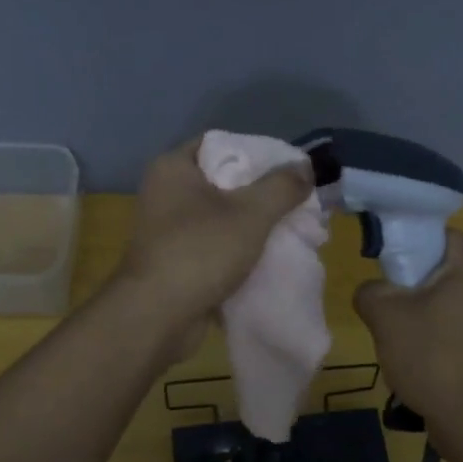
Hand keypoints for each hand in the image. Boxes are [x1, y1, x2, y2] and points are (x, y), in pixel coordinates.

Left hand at [115, 142, 312, 333]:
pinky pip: (214, 247)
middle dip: (261, 194)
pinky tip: (269, 258)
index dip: (256, 152)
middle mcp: (165, 193)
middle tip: (296, 202)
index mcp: (173, 168)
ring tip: (289, 230)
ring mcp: (167, 230)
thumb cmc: (200, 251)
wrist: (156, 318)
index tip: (288, 168)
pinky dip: (238, 252)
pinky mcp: (174, 262)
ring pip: (221, 218)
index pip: (221, 143)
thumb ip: (281, 186)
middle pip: (223, 182)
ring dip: (252, 226)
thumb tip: (306, 167)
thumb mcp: (250, 213)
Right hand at [354, 230, 462, 430]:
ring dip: (426, 312)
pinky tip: (427, 359)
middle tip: (389, 308)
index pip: (436, 235)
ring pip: (453, 298)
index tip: (384, 272)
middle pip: (444, 268)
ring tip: (405, 339)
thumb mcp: (385, 316)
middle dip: (413, 285)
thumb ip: (371, 289)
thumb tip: (376, 291)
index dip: (405, 248)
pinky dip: (444, 333)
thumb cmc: (432, 358)